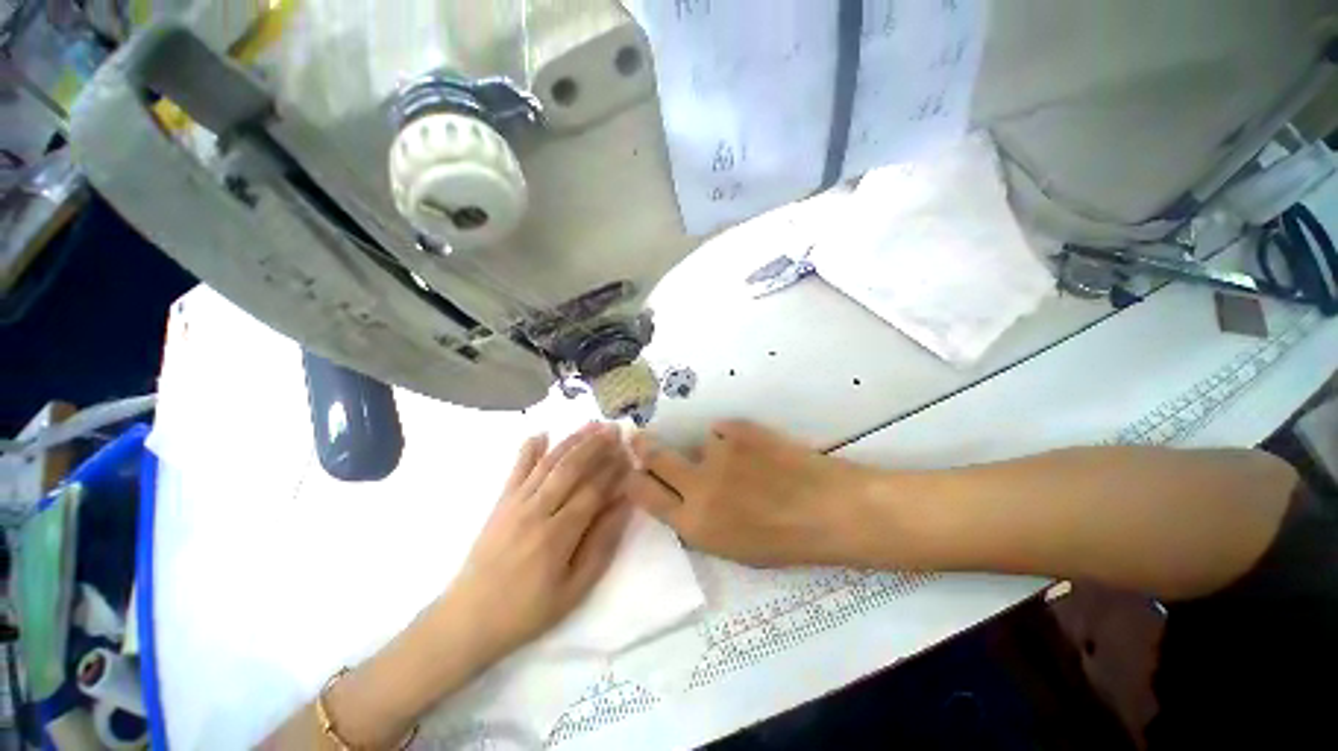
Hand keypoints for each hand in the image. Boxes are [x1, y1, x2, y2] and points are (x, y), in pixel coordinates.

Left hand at [448, 423, 631, 659]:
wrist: (468, 619)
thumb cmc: (527, 610)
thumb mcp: (574, 589)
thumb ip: (601, 545)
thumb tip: (623, 506)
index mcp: (558, 534)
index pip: (593, 490)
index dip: (614, 471)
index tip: (630, 455)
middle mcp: (537, 510)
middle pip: (572, 468)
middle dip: (596, 445)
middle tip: (615, 429)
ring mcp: (516, 503)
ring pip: (549, 462)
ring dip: (572, 441)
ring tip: (592, 425)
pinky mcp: (501, 502)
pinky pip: (517, 469)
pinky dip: (529, 449)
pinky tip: (541, 433)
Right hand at [623, 421, 882, 566]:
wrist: (831, 509)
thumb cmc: (785, 541)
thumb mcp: (731, 548)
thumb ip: (697, 521)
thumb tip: (681, 496)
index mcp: (694, 523)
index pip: (644, 494)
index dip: (633, 480)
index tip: (631, 470)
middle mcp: (698, 485)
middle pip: (655, 457)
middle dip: (643, 447)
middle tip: (638, 437)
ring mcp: (717, 452)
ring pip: (700, 443)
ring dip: (714, 451)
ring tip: (748, 464)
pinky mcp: (738, 429)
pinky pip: (725, 430)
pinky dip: (735, 438)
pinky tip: (759, 451)